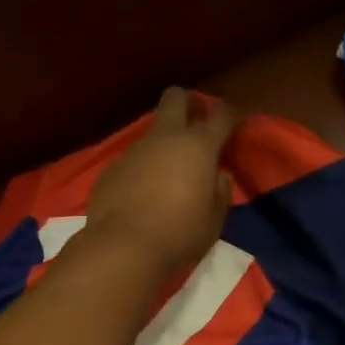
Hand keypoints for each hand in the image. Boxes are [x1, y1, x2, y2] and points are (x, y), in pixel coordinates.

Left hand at [84, 89, 236, 275]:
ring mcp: (134, 150)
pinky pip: (132, 159)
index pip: (220, 115)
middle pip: (175, 97)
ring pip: (152, 131)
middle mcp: (165, 138)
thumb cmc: (180, 233)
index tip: (233, 121)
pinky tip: (141, 192)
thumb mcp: (214, 219)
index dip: (230, 114)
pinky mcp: (111, 168)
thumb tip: (218, 176)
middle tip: (196, 118)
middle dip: (188, 101)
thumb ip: (220, 192)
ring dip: (163, 142)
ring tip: (168, 170)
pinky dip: (142, 168)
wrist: (123, 246)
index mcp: (198, 146)